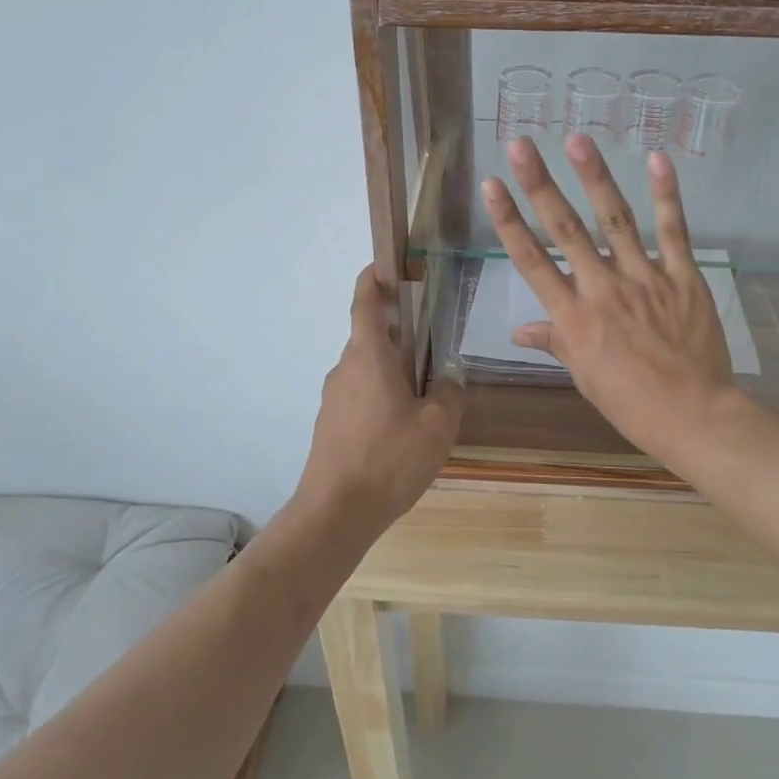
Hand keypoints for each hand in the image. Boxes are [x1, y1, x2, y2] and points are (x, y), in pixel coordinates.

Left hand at [297, 267, 462, 530]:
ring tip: (423, 393)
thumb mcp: (438, 425)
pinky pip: (358, 395)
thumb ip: (449, 392)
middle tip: (430, 343)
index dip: (373, 278)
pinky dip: (379, 394)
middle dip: (397, 332)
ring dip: (391, 368)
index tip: (386, 266)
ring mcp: (333, 397)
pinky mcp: (329, 423)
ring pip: (365, 368)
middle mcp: (345, 368)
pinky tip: (401, 427)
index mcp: (369, 356)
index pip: (365, 302)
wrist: (335, 512)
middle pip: (370, 336)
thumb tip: (448, 377)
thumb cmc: (389, 459)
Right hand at [482, 136, 736, 463]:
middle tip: (522, 145)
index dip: (509, 221)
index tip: (492, 185)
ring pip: (615, 220)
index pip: (532, 261)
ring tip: (577, 140)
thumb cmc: (630, 402)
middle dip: (541, 185)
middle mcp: (602, 288)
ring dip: (595, 177)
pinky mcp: (683, 277)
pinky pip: (674, 231)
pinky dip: (666, 196)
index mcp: (573, 317)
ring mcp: (645, 279)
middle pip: (566, 229)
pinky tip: (657, 160)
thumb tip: (519, 331)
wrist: (693, 415)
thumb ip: (555, 341)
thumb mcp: (584, 375)